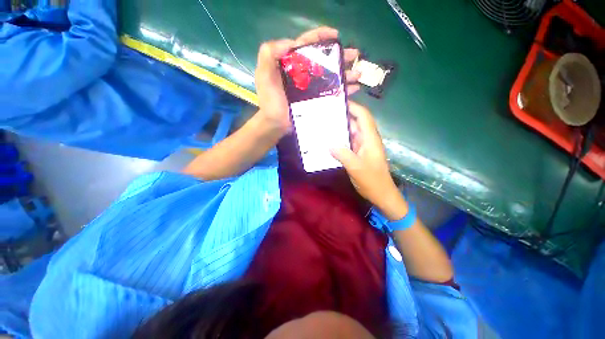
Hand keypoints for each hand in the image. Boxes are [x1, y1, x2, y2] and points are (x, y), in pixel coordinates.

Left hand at [254, 27, 360, 136]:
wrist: (275, 124)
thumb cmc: (270, 102)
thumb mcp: (264, 75)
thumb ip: (269, 54)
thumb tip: (291, 42)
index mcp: (292, 64)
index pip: (307, 44)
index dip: (322, 37)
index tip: (336, 36)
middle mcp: (304, 74)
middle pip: (325, 61)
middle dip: (341, 56)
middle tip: (355, 55)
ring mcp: (312, 89)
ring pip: (331, 77)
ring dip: (346, 74)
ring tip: (359, 74)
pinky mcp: (317, 102)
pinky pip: (332, 94)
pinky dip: (344, 91)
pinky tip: (354, 90)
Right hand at [331, 102, 407, 219]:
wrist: (381, 195)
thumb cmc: (372, 181)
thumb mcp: (357, 168)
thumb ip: (343, 154)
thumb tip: (329, 143)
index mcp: (370, 139)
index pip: (363, 116)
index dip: (353, 107)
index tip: (337, 102)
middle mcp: (367, 140)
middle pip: (355, 123)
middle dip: (342, 117)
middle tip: (325, 114)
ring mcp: (362, 147)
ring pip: (350, 133)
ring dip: (339, 130)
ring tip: (323, 126)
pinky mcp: (358, 154)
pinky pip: (348, 144)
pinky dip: (339, 141)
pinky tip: (328, 142)